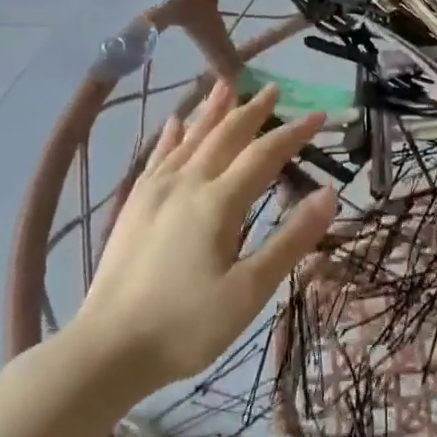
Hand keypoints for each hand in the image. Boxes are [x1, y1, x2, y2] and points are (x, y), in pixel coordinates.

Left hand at [77, 82, 337, 388]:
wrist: (107, 350)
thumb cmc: (186, 325)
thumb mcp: (250, 290)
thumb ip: (291, 239)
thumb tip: (329, 192)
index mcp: (218, 203)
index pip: (264, 155)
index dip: (294, 133)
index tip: (319, 116)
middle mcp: (186, 185)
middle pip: (225, 136)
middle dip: (253, 111)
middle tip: (274, 89)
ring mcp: (155, 193)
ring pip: (190, 138)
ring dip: (213, 111)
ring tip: (227, 86)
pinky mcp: (134, 207)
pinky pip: (158, 156)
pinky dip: (173, 135)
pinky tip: (177, 122)